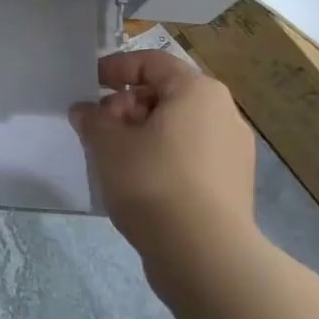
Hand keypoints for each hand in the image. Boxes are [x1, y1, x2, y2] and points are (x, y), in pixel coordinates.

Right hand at [70, 49, 258, 259]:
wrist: (204, 255)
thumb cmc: (153, 182)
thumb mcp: (108, 144)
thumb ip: (92, 119)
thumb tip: (85, 111)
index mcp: (197, 91)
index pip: (151, 63)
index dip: (115, 69)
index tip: (89, 86)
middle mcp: (223, 113)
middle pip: (165, 94)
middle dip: (126, 106)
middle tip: (98, 129)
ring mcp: (233, 152)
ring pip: (177, 128)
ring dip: (142, 134)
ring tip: (113, 158)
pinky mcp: (232, 185)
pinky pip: (190, 156)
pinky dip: (162, 158)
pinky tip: (138, 183)